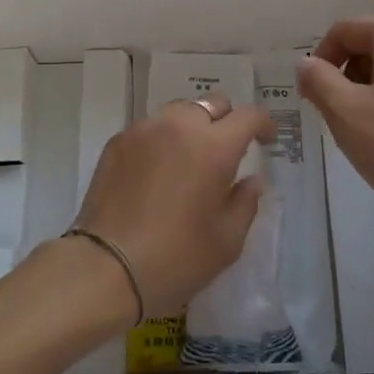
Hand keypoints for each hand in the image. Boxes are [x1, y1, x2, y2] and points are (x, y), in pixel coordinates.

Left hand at [74, 98, 274, 318]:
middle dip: (226, 122)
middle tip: (226, 152)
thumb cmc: (176, 258)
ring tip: (189, 160)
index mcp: (214, 147)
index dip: (263, 124)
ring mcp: (145, 129)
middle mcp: (180, 125)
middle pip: (212, 105)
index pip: (248, 116)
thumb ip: (245, 202)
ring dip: (192, 127)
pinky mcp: (118, 141)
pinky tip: (157, 172)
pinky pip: (150, 128)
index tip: (266, 140)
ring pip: (179, 112)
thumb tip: (252, 180)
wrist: (106, 268)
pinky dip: (162, 140)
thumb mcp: (227, 241)